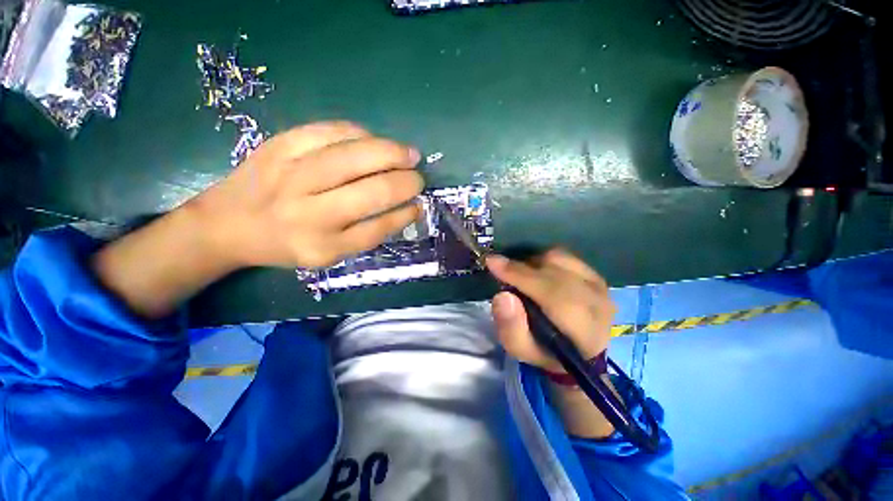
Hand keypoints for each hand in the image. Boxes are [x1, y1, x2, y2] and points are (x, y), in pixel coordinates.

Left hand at [192, 121, 423, 268]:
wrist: (226, 223)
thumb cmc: (285, 244)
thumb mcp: (328, 255)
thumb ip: (367, 234)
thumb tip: (405, 207)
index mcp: (322, 246)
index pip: (378, 227)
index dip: (405, 213)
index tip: (419, 204)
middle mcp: (309, 212)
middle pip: (373, 190)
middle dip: (406, 182)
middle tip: (418, 177)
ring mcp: (292, 174)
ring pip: (356, 155)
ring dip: (392, 152)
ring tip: (408, 154)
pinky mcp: (279, 145)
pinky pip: (331, 131)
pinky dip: (361, 133)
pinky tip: (373, 140)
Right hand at [486, 249, 615, 372]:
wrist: (579, 351)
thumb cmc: (546, 352)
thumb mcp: (522, 350)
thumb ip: (510, 327)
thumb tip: (502, 296)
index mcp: (583, 330)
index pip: (550, 293)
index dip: (518, 274)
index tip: (491, 262)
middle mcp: (597, 302)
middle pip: (553, 270)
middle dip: (521, 268)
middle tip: (501, 271)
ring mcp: (600, 286)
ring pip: (558, 258)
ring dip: (533, 264)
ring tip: (521, 277)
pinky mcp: (596, 275)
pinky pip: (564, 256)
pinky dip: (544, 260)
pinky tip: (537, 273)